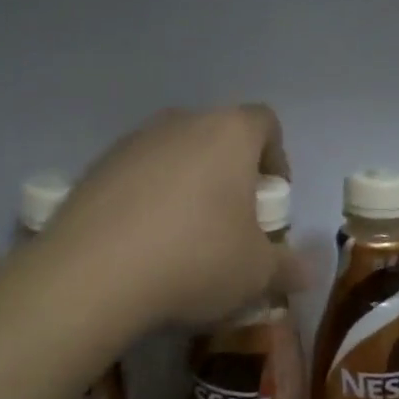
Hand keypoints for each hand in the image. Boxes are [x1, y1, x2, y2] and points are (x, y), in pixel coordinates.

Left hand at [45, 105, 308, 331]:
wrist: (93, 276)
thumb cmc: (195, 260)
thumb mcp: (257, 274)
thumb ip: (289, 267)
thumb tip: (306, 272)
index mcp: (228, 133)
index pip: (265, 123)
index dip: (276, 158)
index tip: (270, 201)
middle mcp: (180, 124)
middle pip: (217, 137)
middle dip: (230, 175)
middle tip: (231, 224)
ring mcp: (132, 142)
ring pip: (174, 156)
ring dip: (187, 187)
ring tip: (183, 239)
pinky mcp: (95, 168)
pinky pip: (136, 177)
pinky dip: (147, 200)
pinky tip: (142, 245)